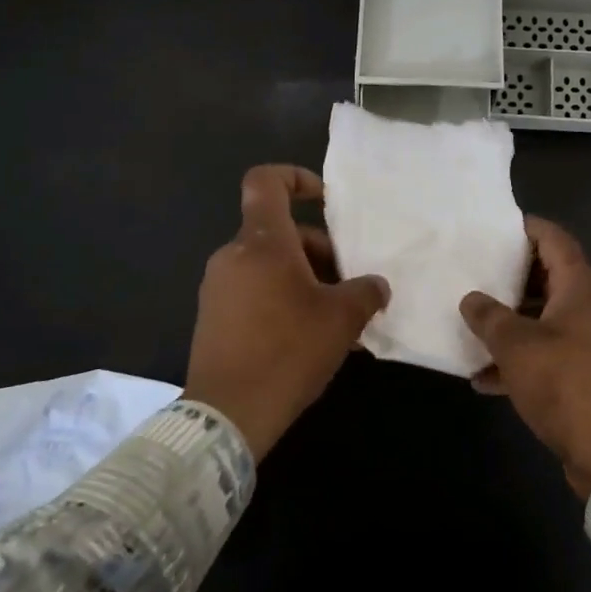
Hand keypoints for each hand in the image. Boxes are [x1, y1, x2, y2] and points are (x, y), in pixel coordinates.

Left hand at [185, 164, 389, 460]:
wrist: (227, 414)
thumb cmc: (288, 351)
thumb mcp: (342, 319)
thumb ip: (366, 292)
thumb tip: (377, 286)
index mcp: (263, 242)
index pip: (265, 181)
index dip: (295, 177)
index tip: (324, 200)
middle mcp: (233, 255)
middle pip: (279, 233)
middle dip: (319, 252)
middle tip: (348, 285)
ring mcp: (218, 287)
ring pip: (269, 265)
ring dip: (304, 280)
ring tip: (336, 319)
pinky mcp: (213, 317)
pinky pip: (254, 291)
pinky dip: (282, 300)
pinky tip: (308, 338)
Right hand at [460, 217, 590, 497]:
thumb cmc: (568, 384)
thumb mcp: (517, 346)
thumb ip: (490, 317)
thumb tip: (471, 299)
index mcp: (582, 289)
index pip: (555, 241)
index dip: (528, 228)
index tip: (497, 225)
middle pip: (551, 280)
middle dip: (512, 278)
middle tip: (476, 272)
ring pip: (547, 321)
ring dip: (513, 324)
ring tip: (473, 325)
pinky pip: (552, 355)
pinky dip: (522, 360)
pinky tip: (486, 378)